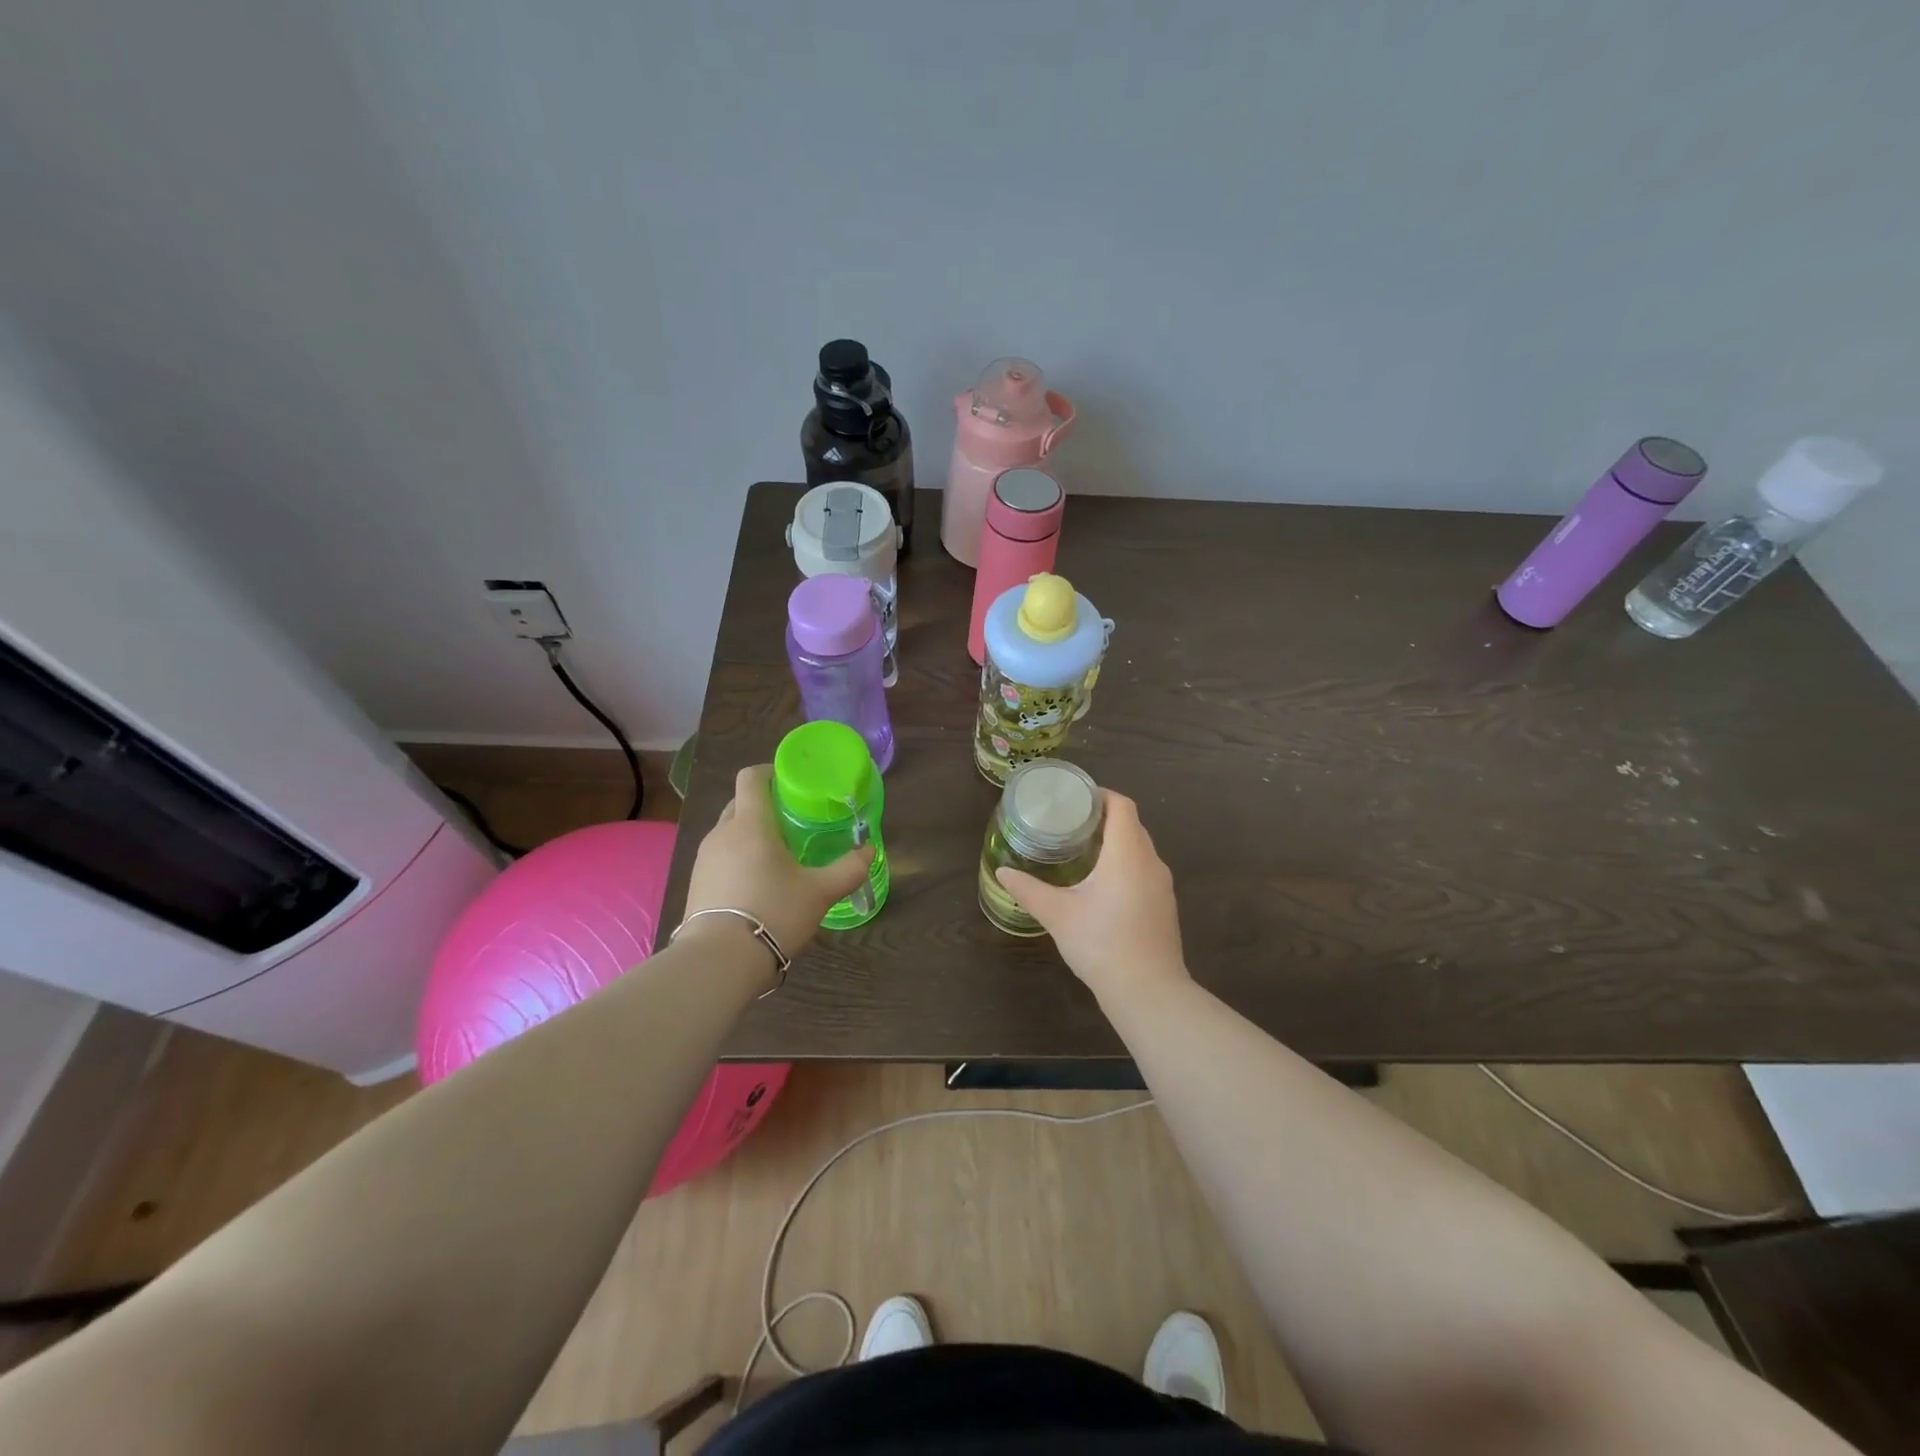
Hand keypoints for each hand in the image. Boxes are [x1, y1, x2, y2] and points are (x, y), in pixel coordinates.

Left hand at [681, 764, 874, 959]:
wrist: (719, 960)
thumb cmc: (774, 913)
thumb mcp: (820, 892)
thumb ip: (848, 869)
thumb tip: (869, 851)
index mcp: (750, 824)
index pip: (751, 777)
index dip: (770, 771)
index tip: (791, 782)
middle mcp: (722, 833)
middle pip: (740, 803)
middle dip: (764, 806)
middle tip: (793, 822)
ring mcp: (704, 859)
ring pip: (729, 832)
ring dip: (750, 834)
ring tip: (777, 856)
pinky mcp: (695, 883)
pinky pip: (720, 857)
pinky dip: (737, 858)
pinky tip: (756, 883)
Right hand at [994, 790, 1190, 1002]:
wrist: (1148, 991)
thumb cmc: (1101, 943)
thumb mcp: (1057, 914)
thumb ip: (1029, 889)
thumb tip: (1002, 872)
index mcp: (1127, 853)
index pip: (1122, 806)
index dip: (1101, 795)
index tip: (1076, 798)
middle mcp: (1150, 862)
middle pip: (1132, 824)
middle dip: (1104, 818)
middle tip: (1071, 822)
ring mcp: (1162, 885)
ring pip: (1141, 849)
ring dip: (1117, 842)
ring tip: (1084, 849)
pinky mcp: (1165, 906)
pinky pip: (1146, 870)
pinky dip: (1126, 864)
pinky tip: (1104, 884)